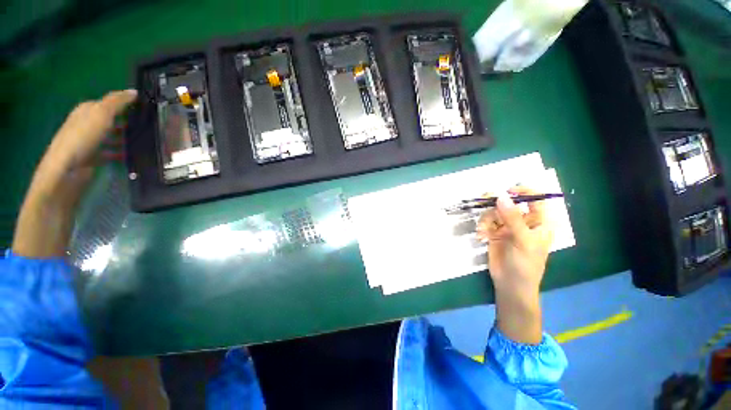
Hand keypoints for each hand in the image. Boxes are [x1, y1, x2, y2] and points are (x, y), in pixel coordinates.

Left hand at [13, 89, 136, 258]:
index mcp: (87, 111)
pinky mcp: (94, 157)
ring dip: (127, 137)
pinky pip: (112, 151)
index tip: (146, 106)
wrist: (66, 172)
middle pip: (111, 119)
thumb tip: (134, 92)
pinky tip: (133, 155)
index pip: (109, 101)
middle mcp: (87, 124)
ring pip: (113, 135)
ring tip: (146, 140)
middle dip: (128, 120)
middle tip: (150, 124)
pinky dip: (122, 152)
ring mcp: (90, 142)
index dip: (126, 101)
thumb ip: (116, 102)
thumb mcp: (100, 114)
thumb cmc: (81, 139)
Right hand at [476, 186, 553, 293]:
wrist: (510, 284)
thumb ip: (512, 218)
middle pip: (510, 203)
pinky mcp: (495, 233)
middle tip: (484, 199)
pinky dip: (482, 227)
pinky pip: (486, 222)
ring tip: (483, 229)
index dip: (524, 191)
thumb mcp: (523, 240)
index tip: (508, 191)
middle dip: (497, 202)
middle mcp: (523, 222)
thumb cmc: (526, 264)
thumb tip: (501, 196)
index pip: (536, 199)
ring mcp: (508, 227)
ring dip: (486, 218)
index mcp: (539, 222)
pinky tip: (481, 236)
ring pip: (495, 212)